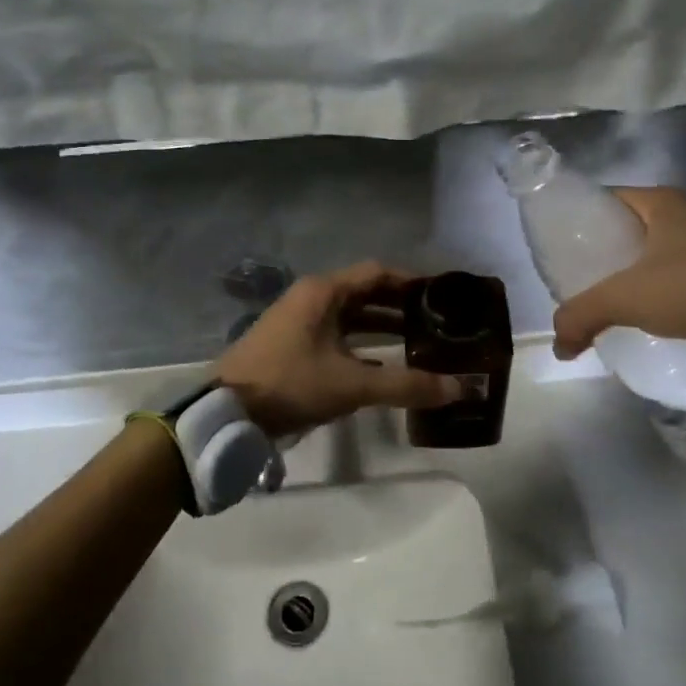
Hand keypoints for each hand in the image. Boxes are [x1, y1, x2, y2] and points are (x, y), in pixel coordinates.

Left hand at [215, 262, 463, 436]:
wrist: (226, 412)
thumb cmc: (290, 384)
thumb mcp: (351, 385)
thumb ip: (405, 385)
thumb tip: (459, 388)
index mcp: (324, 292)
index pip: (377, 273)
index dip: (411, 281)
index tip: (441, 295)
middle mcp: (311, 298)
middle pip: (365, 293)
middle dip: (400, 305)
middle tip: (436, 321)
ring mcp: (298, 322)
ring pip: (350, 316)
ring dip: (381, 326)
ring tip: (417, 341)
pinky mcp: (291, 345)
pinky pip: (336, 335)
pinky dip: (361, 345)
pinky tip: (382, 365)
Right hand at [551, 188, 685, 358]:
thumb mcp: (628, 298)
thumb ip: (583, 315)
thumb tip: (558, 345)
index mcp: (661, 202)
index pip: (604, 200)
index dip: (579, 221)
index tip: (561, 250)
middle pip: (629, 228)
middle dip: (605, 253)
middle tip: (581, 281)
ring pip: (658, 253)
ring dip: (636, 274)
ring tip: (612, 302)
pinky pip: (684, 274)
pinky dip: (665, 290)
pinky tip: (654, 316)